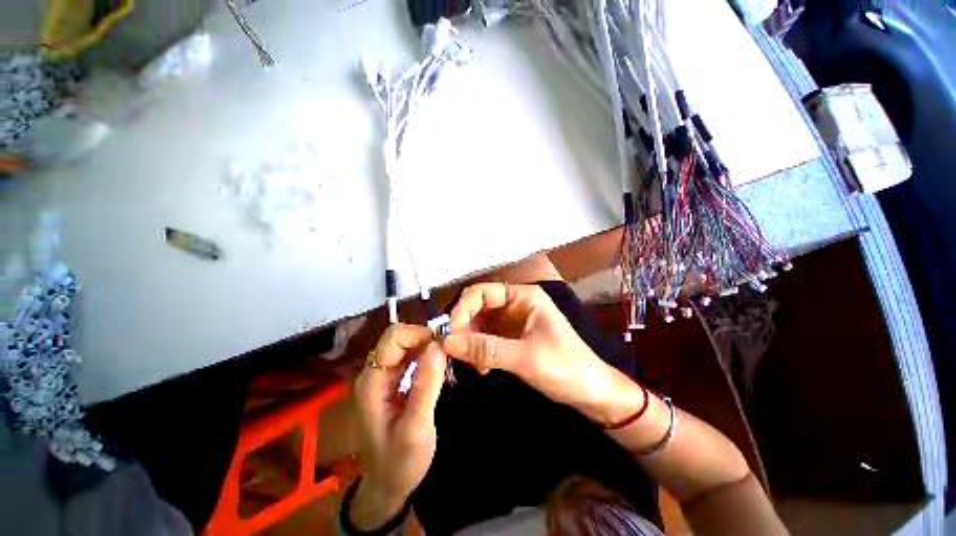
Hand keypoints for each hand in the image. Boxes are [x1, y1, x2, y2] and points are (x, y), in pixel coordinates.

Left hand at [350, 324, 446, 529]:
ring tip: (447, 359)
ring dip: (428, 346)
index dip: (420, 335)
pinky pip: (410, 357)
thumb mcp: (416, 428)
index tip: (444, 347)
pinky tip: (439, 367)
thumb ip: (426, 386)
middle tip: (449, 353)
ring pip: (406, 345)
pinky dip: (426, 356)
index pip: (394, 337)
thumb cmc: (399, 463)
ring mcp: (382, 376)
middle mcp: (374, 372)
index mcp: (372, 381)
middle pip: (400, 337)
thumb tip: (438, 346)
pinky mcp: (392, 382)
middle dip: (426, 339)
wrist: (386, 487)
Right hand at [441, 283, 642, 425]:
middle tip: (453, 351)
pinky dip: (478, 351)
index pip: (483, 292)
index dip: (463, 308)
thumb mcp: (525, 358)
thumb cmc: (566, 368)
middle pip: (478, 307)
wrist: (591, 393)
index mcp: (523, 297)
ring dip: (469, 342)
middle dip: (463, 327)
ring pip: (479, 324)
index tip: (450, 333)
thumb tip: (447, 343)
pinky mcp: (510, 339)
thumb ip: (486, 349)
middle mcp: (515, 305)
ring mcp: (512, 322)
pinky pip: (485, 339)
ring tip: (469, 364)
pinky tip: (480, 368)